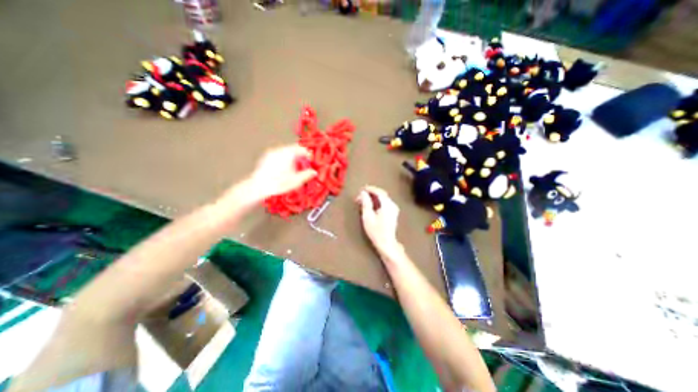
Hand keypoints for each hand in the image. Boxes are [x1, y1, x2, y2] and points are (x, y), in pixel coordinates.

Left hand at [221, 145, 316, 209]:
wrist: (258, 187)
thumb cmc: (277, 184)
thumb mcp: (296, 181)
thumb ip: (307, 175)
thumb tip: (314, 172)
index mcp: (288, 153)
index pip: (302, 149)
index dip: (308, 155)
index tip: (311, 162)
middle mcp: (280, 150)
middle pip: (294, 149)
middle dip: (301, 157)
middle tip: (304, 166)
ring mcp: (272, 153)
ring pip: (286, 152)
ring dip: (293, 158)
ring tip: (295, 169)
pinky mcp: (266, 157)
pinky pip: (279, 155)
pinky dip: (285, 159)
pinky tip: (285, 170)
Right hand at [357, 186, 400, 255]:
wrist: (386, 243)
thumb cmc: (376, 231)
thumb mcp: (368, 216)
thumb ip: (365, 203)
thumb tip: (363, 193)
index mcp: (387, 204)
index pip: (379, 192)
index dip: (370, 189)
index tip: (361, 189)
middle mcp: (392, 205)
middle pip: (381, 194)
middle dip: (371, 193)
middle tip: (360, 195)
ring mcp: (394, 209)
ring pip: (383, 198)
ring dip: (373, 198)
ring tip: (363, 200)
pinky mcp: (393, 213)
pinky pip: (384, 203)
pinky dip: (377, 202)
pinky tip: (370, 205)